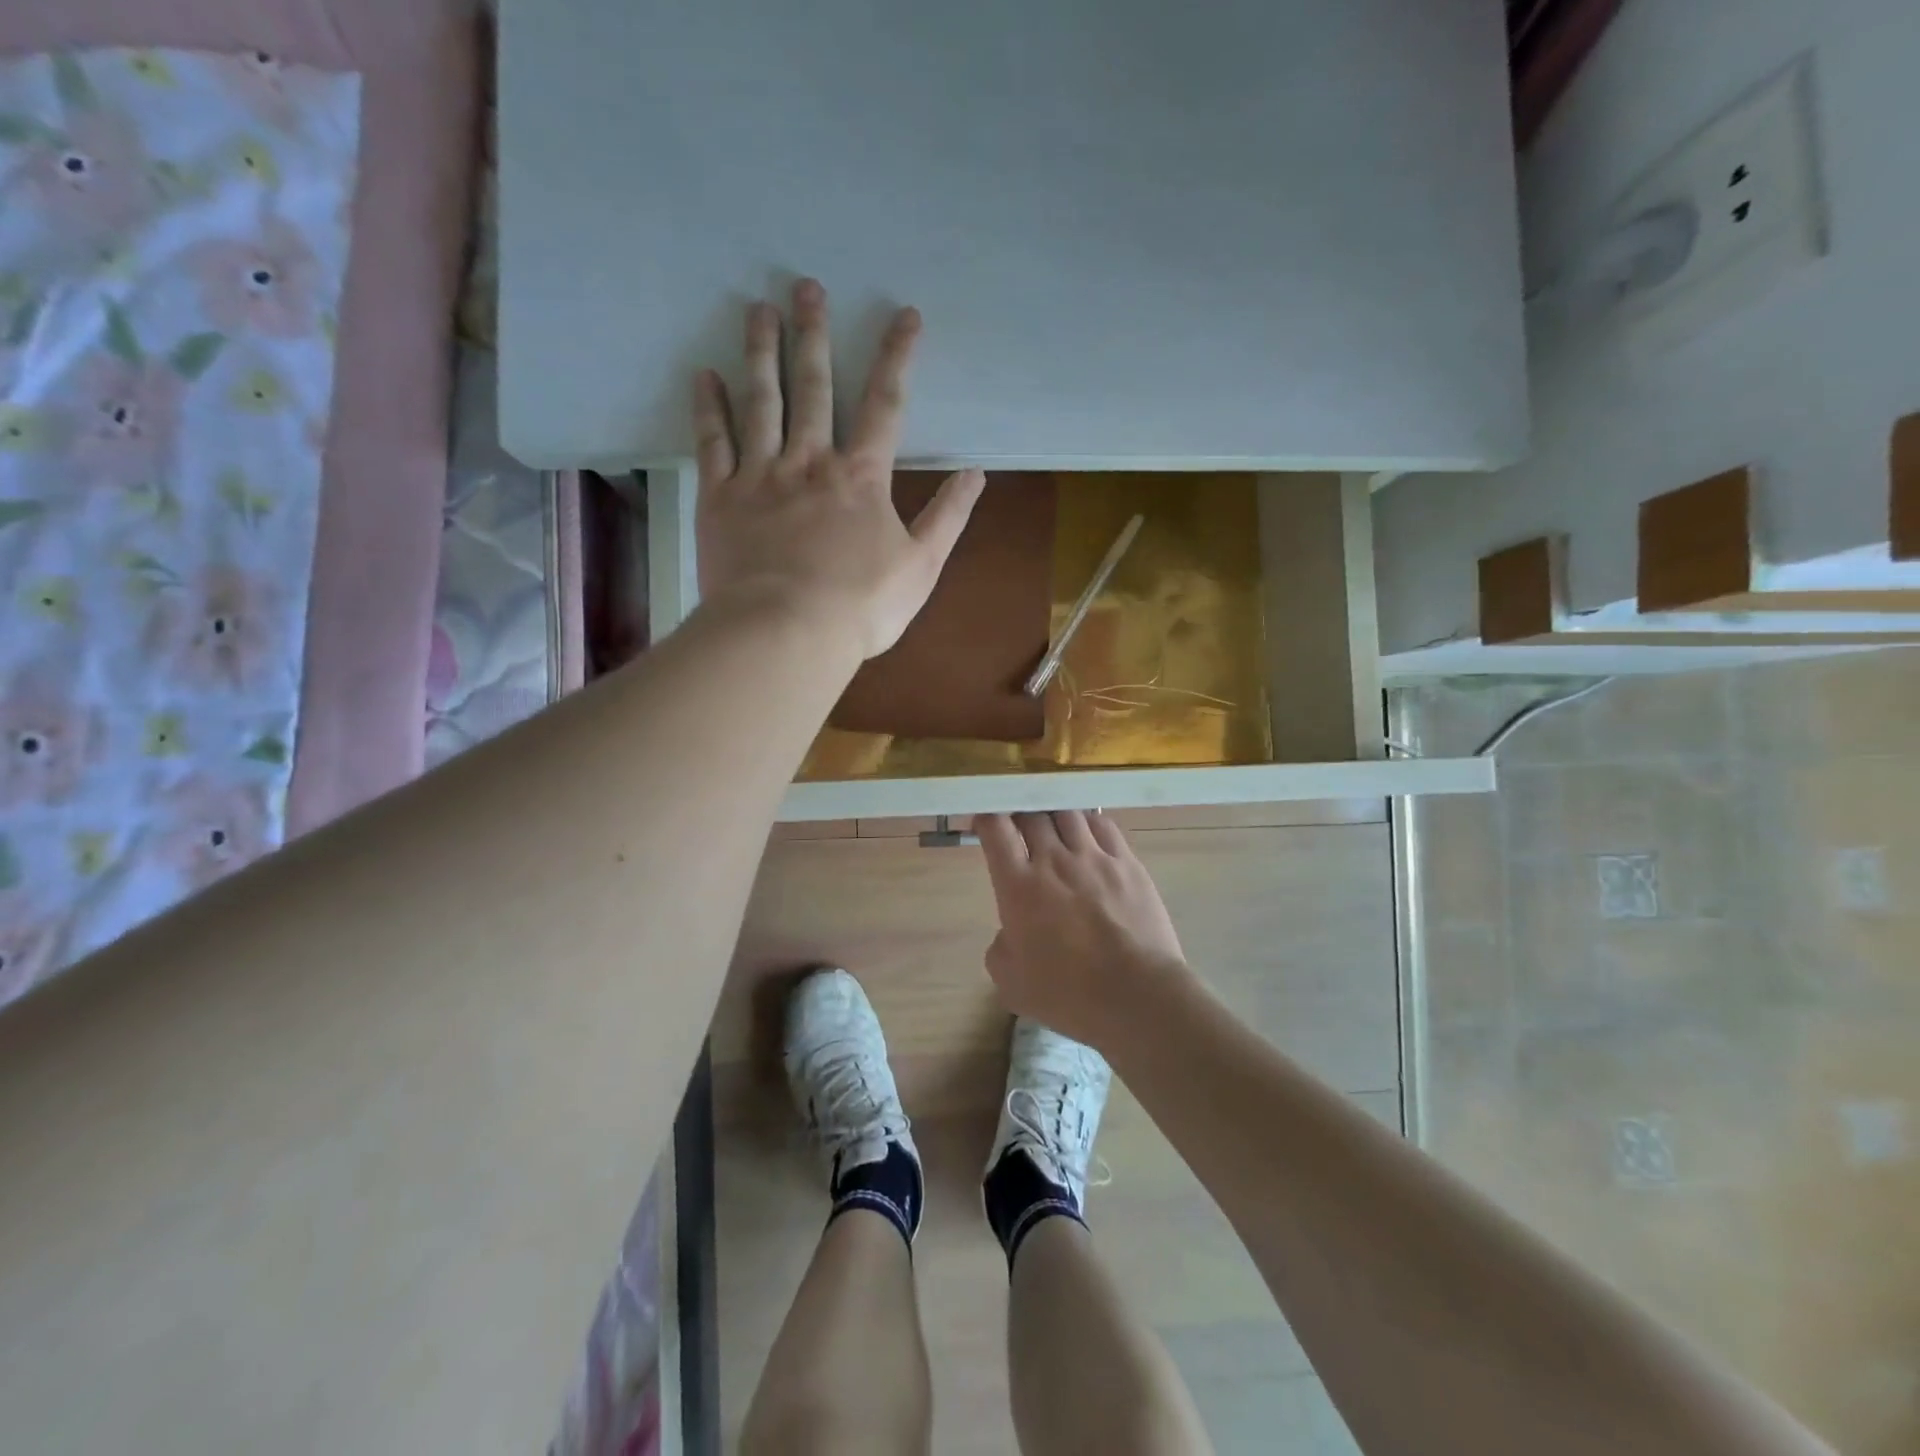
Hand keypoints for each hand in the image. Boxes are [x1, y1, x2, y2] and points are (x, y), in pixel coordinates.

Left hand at [691, 279, 985, 662]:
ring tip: (757, 309)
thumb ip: (947, 518)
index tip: (905, 315)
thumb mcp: (920, 568)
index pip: (884, 405)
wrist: (786, 632)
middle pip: (814, 387)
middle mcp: (810, 462)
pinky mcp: (721, 498)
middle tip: (804, 286)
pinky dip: (708, 408)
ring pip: (761, 401)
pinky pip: (713, 443)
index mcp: (861, 478)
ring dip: (761, 352)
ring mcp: (761, 476)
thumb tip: (975, 475)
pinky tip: (704, 375)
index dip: (897, 357)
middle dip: (813, 335)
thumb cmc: (860, 607)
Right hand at [976, 811, 1190, 1048]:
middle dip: (1020, 812)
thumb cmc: (1068, 994)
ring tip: (1052, 823)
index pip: (995, 829)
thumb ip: (1000, 947)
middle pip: (1032, 813)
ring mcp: (1094, 858)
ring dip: (1054, 814)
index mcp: (1018, 887)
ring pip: (1068, 813)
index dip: (985, 817)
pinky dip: (1089, 822)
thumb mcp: (1011, 983)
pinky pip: (1104, 826)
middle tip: (1018, 823)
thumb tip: (1010, 932)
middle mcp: (1054, 861)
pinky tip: (1088, 830)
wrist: (1136, 996)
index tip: (984, 823)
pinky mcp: (1128, 863)